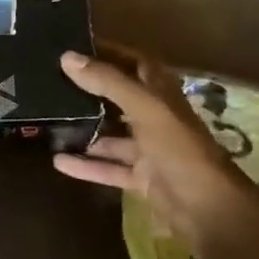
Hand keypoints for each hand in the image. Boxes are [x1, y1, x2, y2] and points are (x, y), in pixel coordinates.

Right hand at [54, 42, 258, 258]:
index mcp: (161, 93)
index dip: (108, 52)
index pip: (133, 62)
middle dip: (89, 90)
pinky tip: (58, 161)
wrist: (210, 211)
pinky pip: (108, 167)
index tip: (74, 46)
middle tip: (51, 81)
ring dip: (84, 129)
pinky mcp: (142, 178)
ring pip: (110, 134)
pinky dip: (86, 165)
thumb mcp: (145, 108)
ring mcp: (148, 149)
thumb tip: (67, 57)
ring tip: (48, 121)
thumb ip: (108, 82)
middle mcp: (155, 116)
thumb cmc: (180, 149)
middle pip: (118, 97)